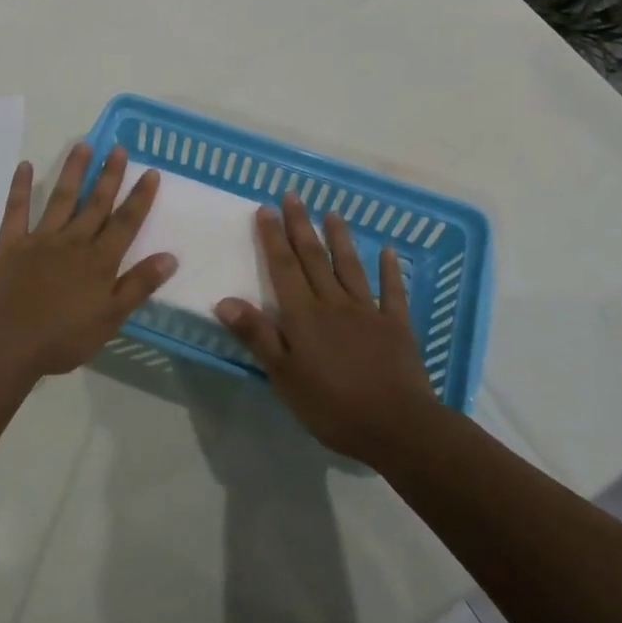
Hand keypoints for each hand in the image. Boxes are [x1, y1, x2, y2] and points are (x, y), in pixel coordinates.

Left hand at [0, 144, 175, 378]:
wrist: (8, 342)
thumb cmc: (63, 337)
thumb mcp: (111, 318)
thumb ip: (139, 285)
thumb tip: (170, 256)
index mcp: (99, 260)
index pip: (125, 223)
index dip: (140, 197)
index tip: (151, 172)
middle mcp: (74, 241)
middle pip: (96, 203)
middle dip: (110, 175)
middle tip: (119, 148)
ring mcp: (41, 239)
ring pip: (61, 198)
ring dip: (73, 171)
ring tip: (84, 145)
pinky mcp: (11, 243)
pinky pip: (17, 210)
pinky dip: (20, 187)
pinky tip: (24, 165)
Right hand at [215, 192, 437, 461]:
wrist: (396, 426)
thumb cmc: (332, 406)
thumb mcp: (284, 376)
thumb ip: (257, 336)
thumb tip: (225, 300)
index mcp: (304, 315)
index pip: (283, 267)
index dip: (273, 237)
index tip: (265, 208)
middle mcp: (333, 303)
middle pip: (313, 258)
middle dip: (300, 225)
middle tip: (293, 196)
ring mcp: (368, 312)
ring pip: (350, 267)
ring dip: (340, 238)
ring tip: (332, 213)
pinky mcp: (396, 326)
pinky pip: (393, 292)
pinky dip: (390, 270)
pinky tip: (388, 251)